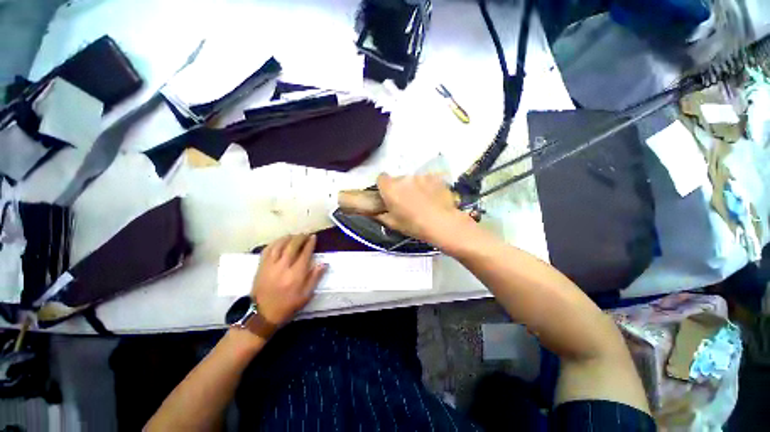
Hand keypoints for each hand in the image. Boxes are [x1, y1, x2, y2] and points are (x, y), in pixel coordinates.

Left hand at [251, 234, 326, 325]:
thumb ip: (315, 277)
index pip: (305, 253)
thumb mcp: (306, 295)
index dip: (310, 243)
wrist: (262, 314)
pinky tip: (279, 241)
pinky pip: (267, 249)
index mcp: (296, 274)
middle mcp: (283, 267)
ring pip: (279, 245)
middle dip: (300, 237)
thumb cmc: (287, 305)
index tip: (313, 237)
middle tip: (305, 234)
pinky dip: (274, 243)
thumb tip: (324, 263)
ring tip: (294, 236)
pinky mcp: (261, 266)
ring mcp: (270, 265)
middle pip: (292, 246)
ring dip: (288, 238)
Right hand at [376, 174, 471, 245]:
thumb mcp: (393, 224)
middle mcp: (404, 178)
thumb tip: (373, 210)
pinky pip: (427, 180)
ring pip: (413, 180)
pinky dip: (428, 186)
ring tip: (423, 201)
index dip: (384, 186)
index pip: (381, 177)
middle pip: (398, 179)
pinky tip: (433, 198)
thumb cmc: (414, 225)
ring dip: (415, 187)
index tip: (389, 194)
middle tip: (407, 201)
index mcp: (391, 188)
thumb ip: (380, 214)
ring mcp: (421, 176)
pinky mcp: (434, 177)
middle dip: (401, 188)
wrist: (442, 223)